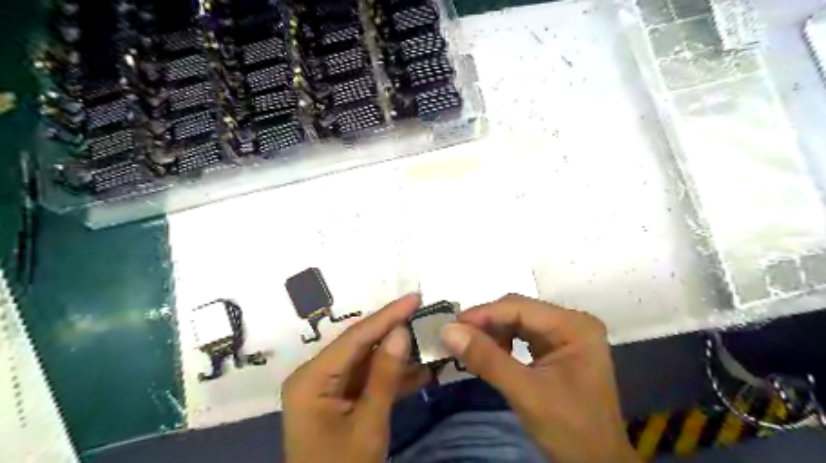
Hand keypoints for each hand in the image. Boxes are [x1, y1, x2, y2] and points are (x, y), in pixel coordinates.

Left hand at [283, 293, 429, 461]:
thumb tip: (402, 331)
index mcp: (311, 378)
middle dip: (394, 331)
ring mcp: (327, 386)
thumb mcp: (368, 424)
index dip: (388, 315)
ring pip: (367, 360)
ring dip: (397, 355)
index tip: (415, 297)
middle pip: (360, 345)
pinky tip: (420, 370)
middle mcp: (316, 374)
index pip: (355, 337)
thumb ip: (385, 375)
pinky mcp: (339, 398)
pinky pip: (368, 378)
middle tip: (424, 313)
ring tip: (428, 339)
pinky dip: (392, 376)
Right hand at [442, 296, 639, 462]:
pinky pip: (523, 337)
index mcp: (574, 325)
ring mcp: (566, 336)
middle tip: (456, 338)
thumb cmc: (569, 430)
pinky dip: (502, 344)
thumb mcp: (525, 393)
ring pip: (518, 323)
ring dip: (492, 334)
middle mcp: (572, 322)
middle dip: (486, 324)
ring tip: (470, 348)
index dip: (482, 314)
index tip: (450, 326)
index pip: (519, 307)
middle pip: (518, 312)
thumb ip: (487, 359)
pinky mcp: (558, 349)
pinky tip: (490, 355)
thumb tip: (448, 331)